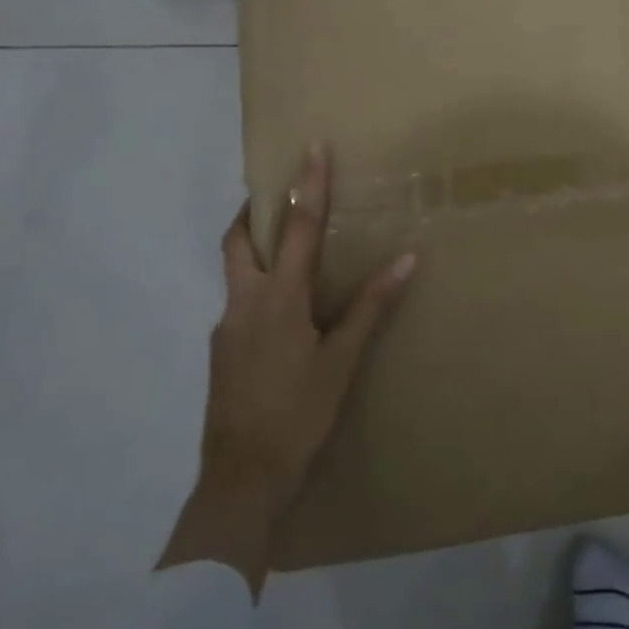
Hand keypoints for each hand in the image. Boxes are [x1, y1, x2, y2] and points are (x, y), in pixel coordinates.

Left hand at [161, 141, 415, 589]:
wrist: (241, 482)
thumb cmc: (299, 415)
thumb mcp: (341, 361)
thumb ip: (370, 307)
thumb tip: (407, 260)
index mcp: (278, 299)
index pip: (298, 228)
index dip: (308, 186)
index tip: (312, 147)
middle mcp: (244, 303)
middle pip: (238, 241)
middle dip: (254, 212)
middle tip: (280, 195)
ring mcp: (226, 328)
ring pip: (235, 272)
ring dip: (256, 250)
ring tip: (290, 251)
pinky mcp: (221, 352)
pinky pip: (239, 302)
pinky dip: (259, 287)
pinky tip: (284, 313)